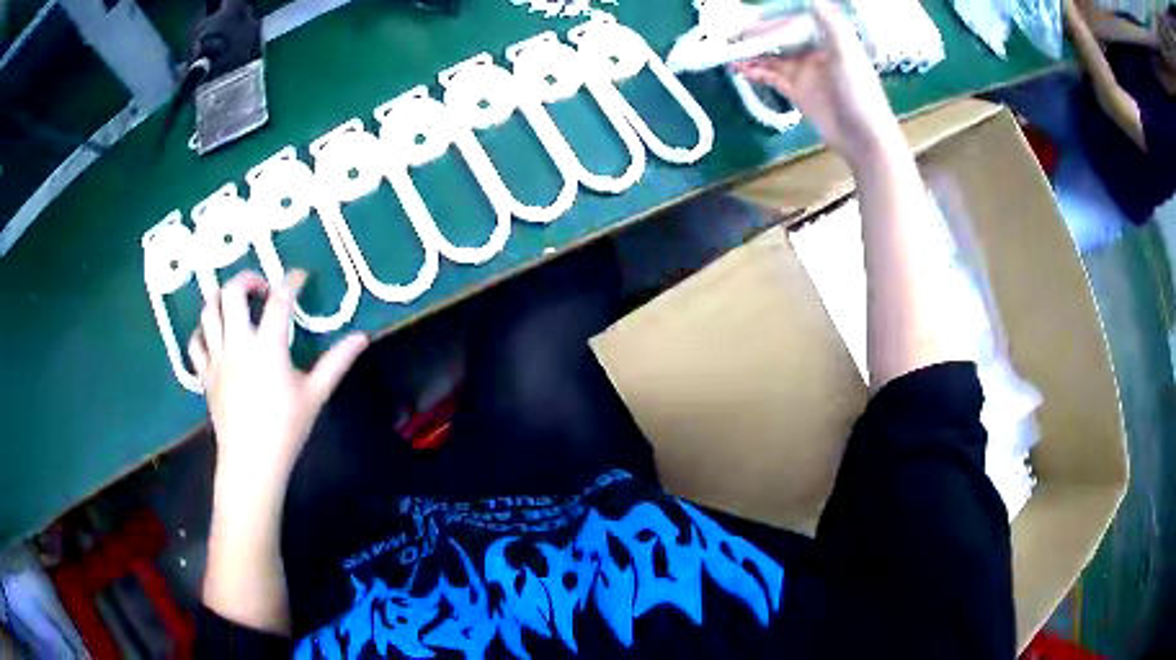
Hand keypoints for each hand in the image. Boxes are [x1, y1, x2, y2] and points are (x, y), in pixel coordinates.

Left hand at [188, 270, 368, 497]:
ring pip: (209, 311)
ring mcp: (217, 358)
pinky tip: (214, 335)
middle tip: (261, 289)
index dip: (291, 281)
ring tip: (234, 303)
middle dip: (247, 279)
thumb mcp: (315, 395)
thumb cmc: (286, 429)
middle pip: (233, 292)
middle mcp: (238, 344)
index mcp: (267, 347)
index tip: (300, 277)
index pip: (279, 300)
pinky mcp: (205, 375)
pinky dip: (202, 331)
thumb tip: (363, 337)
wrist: (251, 463)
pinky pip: (195, 342)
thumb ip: (336, 362)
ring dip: (221, 298)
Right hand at [733, 0, 900, 163]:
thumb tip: (815, 0)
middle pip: (779, 35)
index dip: (773, 15)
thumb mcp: (848, 55)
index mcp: (827, 39)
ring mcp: (803, 71)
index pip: (794, 19)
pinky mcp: (796, 90)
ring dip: (751, 51)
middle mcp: (813, 51)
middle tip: (730, 30)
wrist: (864, 138)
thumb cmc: (860, 94)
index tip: (751, 13)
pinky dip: (754, 70)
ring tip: (727, 48)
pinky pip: (770, 75)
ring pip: (771, 54)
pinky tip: (739, 68)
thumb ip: (832, 25)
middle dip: (756, 32)